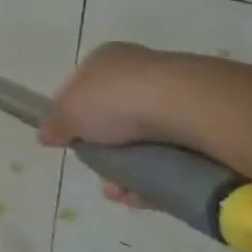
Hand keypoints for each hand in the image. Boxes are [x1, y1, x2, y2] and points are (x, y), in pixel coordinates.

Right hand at [37, 42, 193, 208]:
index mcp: (106, 59)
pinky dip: (159, 176)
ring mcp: (176, 95)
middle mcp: (141, 71)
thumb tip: (45, 135)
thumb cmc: (116, 100)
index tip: (71, 141)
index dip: (72, 115)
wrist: (189, 106)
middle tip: (101, 173)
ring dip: (130, 170)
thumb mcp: (69, 113)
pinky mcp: (206, 122)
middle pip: (113, 118)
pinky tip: (147, 193)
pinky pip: (173, 154)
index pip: (82, 87)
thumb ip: (54, 125)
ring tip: (124, 192)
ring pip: (144, 140)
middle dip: (105, 151)